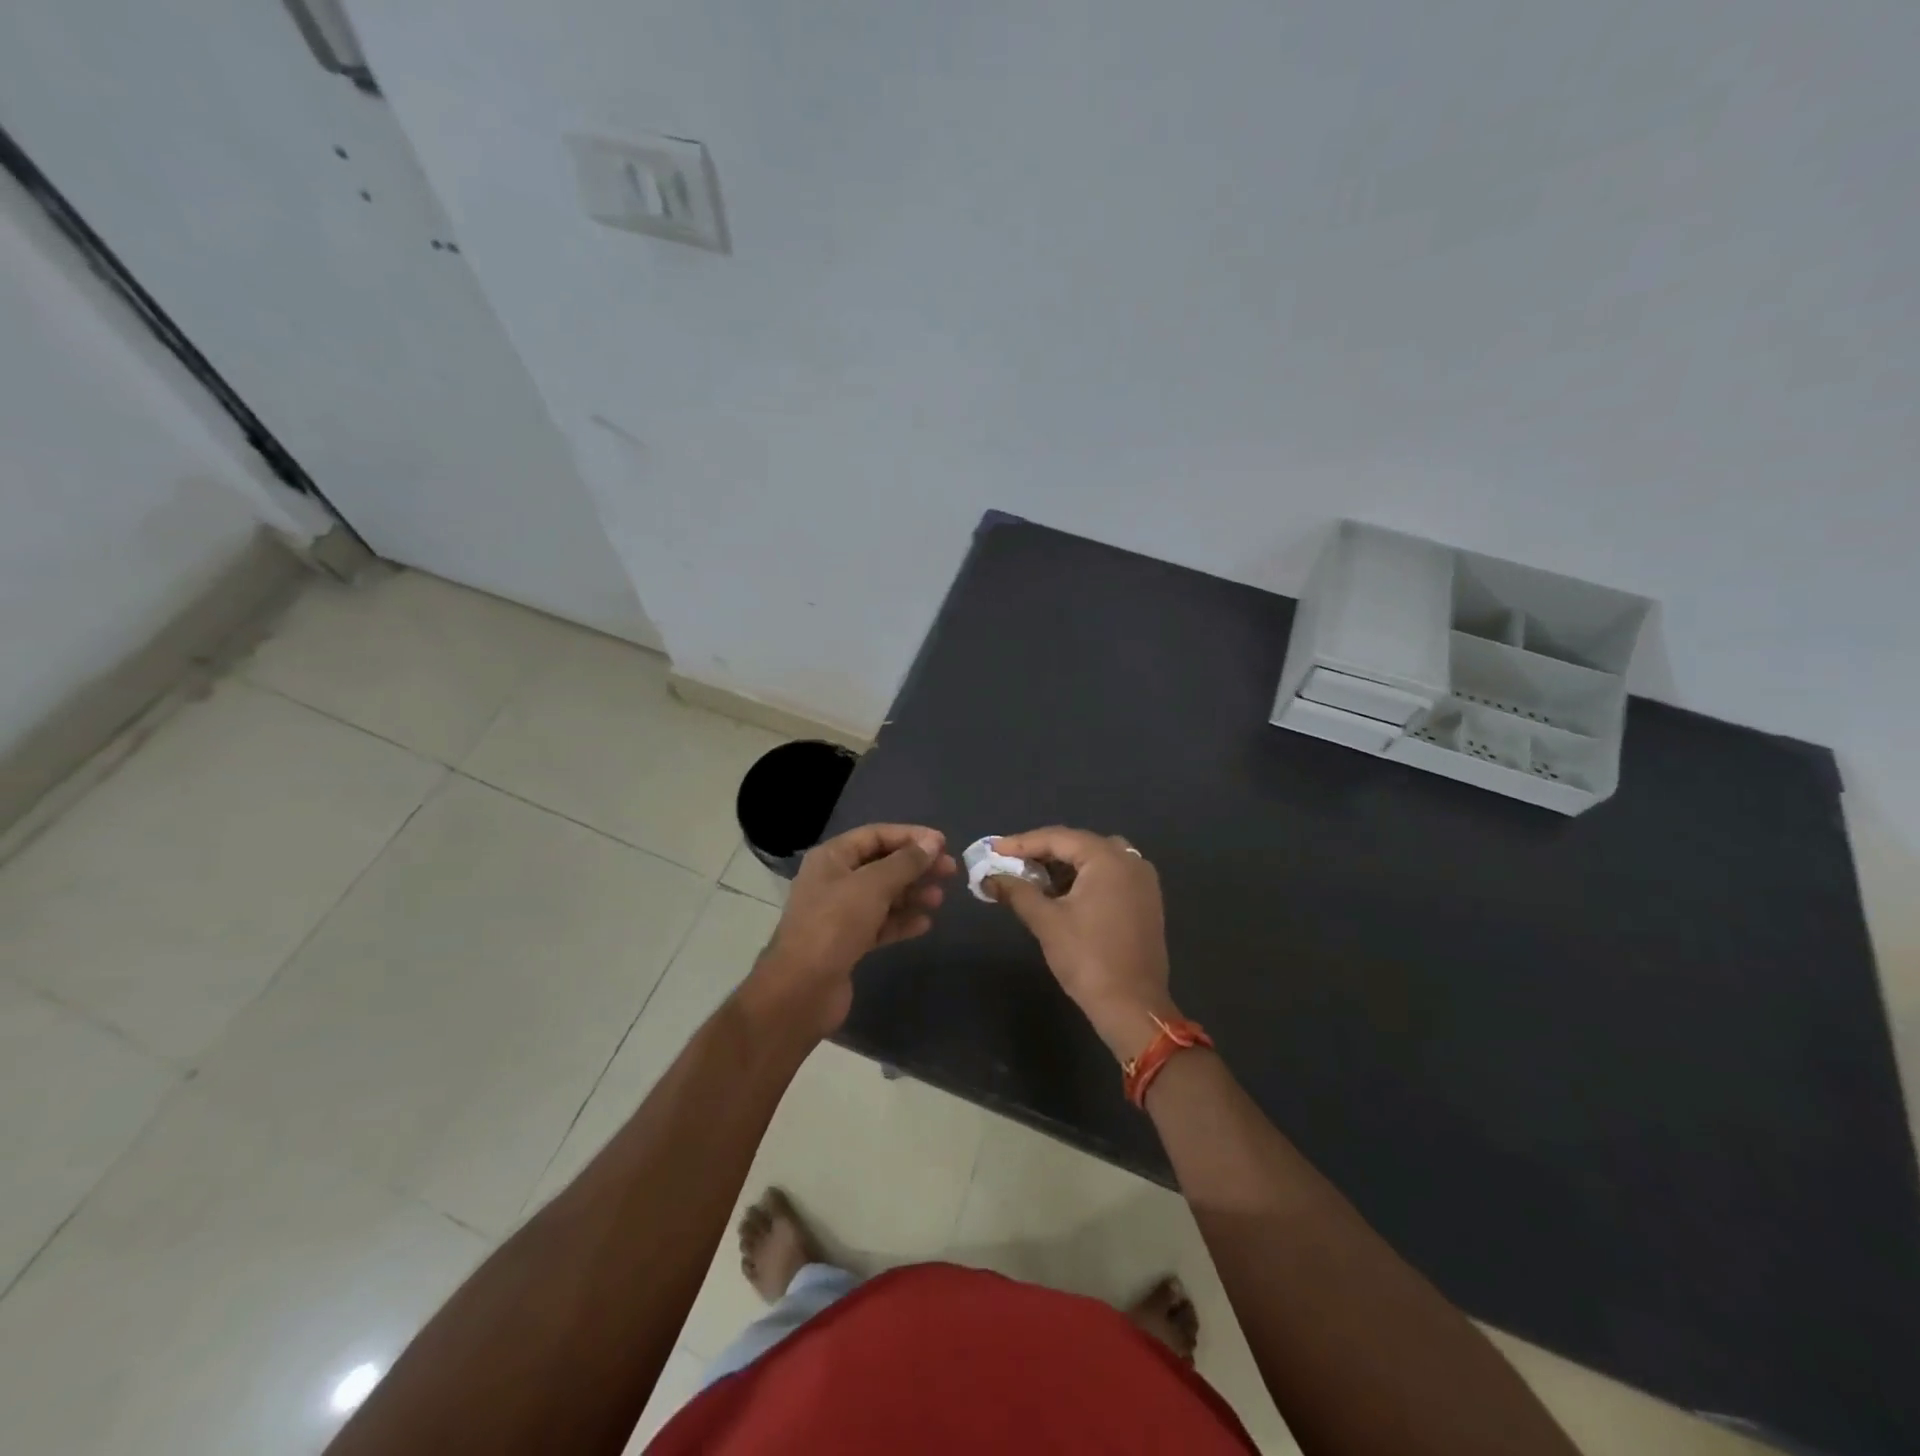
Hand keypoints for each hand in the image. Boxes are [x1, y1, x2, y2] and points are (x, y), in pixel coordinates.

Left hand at [748, 824, 955, 1036]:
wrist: (802, 989)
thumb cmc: (835, 925)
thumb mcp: (873, 886)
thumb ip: (905, 862)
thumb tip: (932, 843)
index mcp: (832, 858)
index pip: (875, 835)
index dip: (910, 836)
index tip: (942, 843)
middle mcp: (834, 880)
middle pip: (881, 864)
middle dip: (915, 866)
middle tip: (950, 871)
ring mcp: (839, 913)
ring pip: (883, 895)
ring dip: (912, 894)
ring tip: (940, 898)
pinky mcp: (847, 942)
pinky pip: (880, 923)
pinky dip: (901, 921)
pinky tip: (924, 924)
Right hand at [988, 827, 1176, 1061]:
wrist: (1132, 1006)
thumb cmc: (1087, 958)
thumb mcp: (1046, 921)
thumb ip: (1016, 892)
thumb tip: (989, 878)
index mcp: (1107, 858)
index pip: (1058, 838)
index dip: (1022, 843)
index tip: (993, 850)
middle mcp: (1130, 861)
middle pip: (1078, 844)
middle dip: (1043, 852)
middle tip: (1010, 863)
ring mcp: (1143, 880)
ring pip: (1096, 859)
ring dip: (1064, 865)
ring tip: (1033, 878)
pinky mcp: (1147, 901)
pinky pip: (1111, 875)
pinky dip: (1085, 878)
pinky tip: (1063, 894)